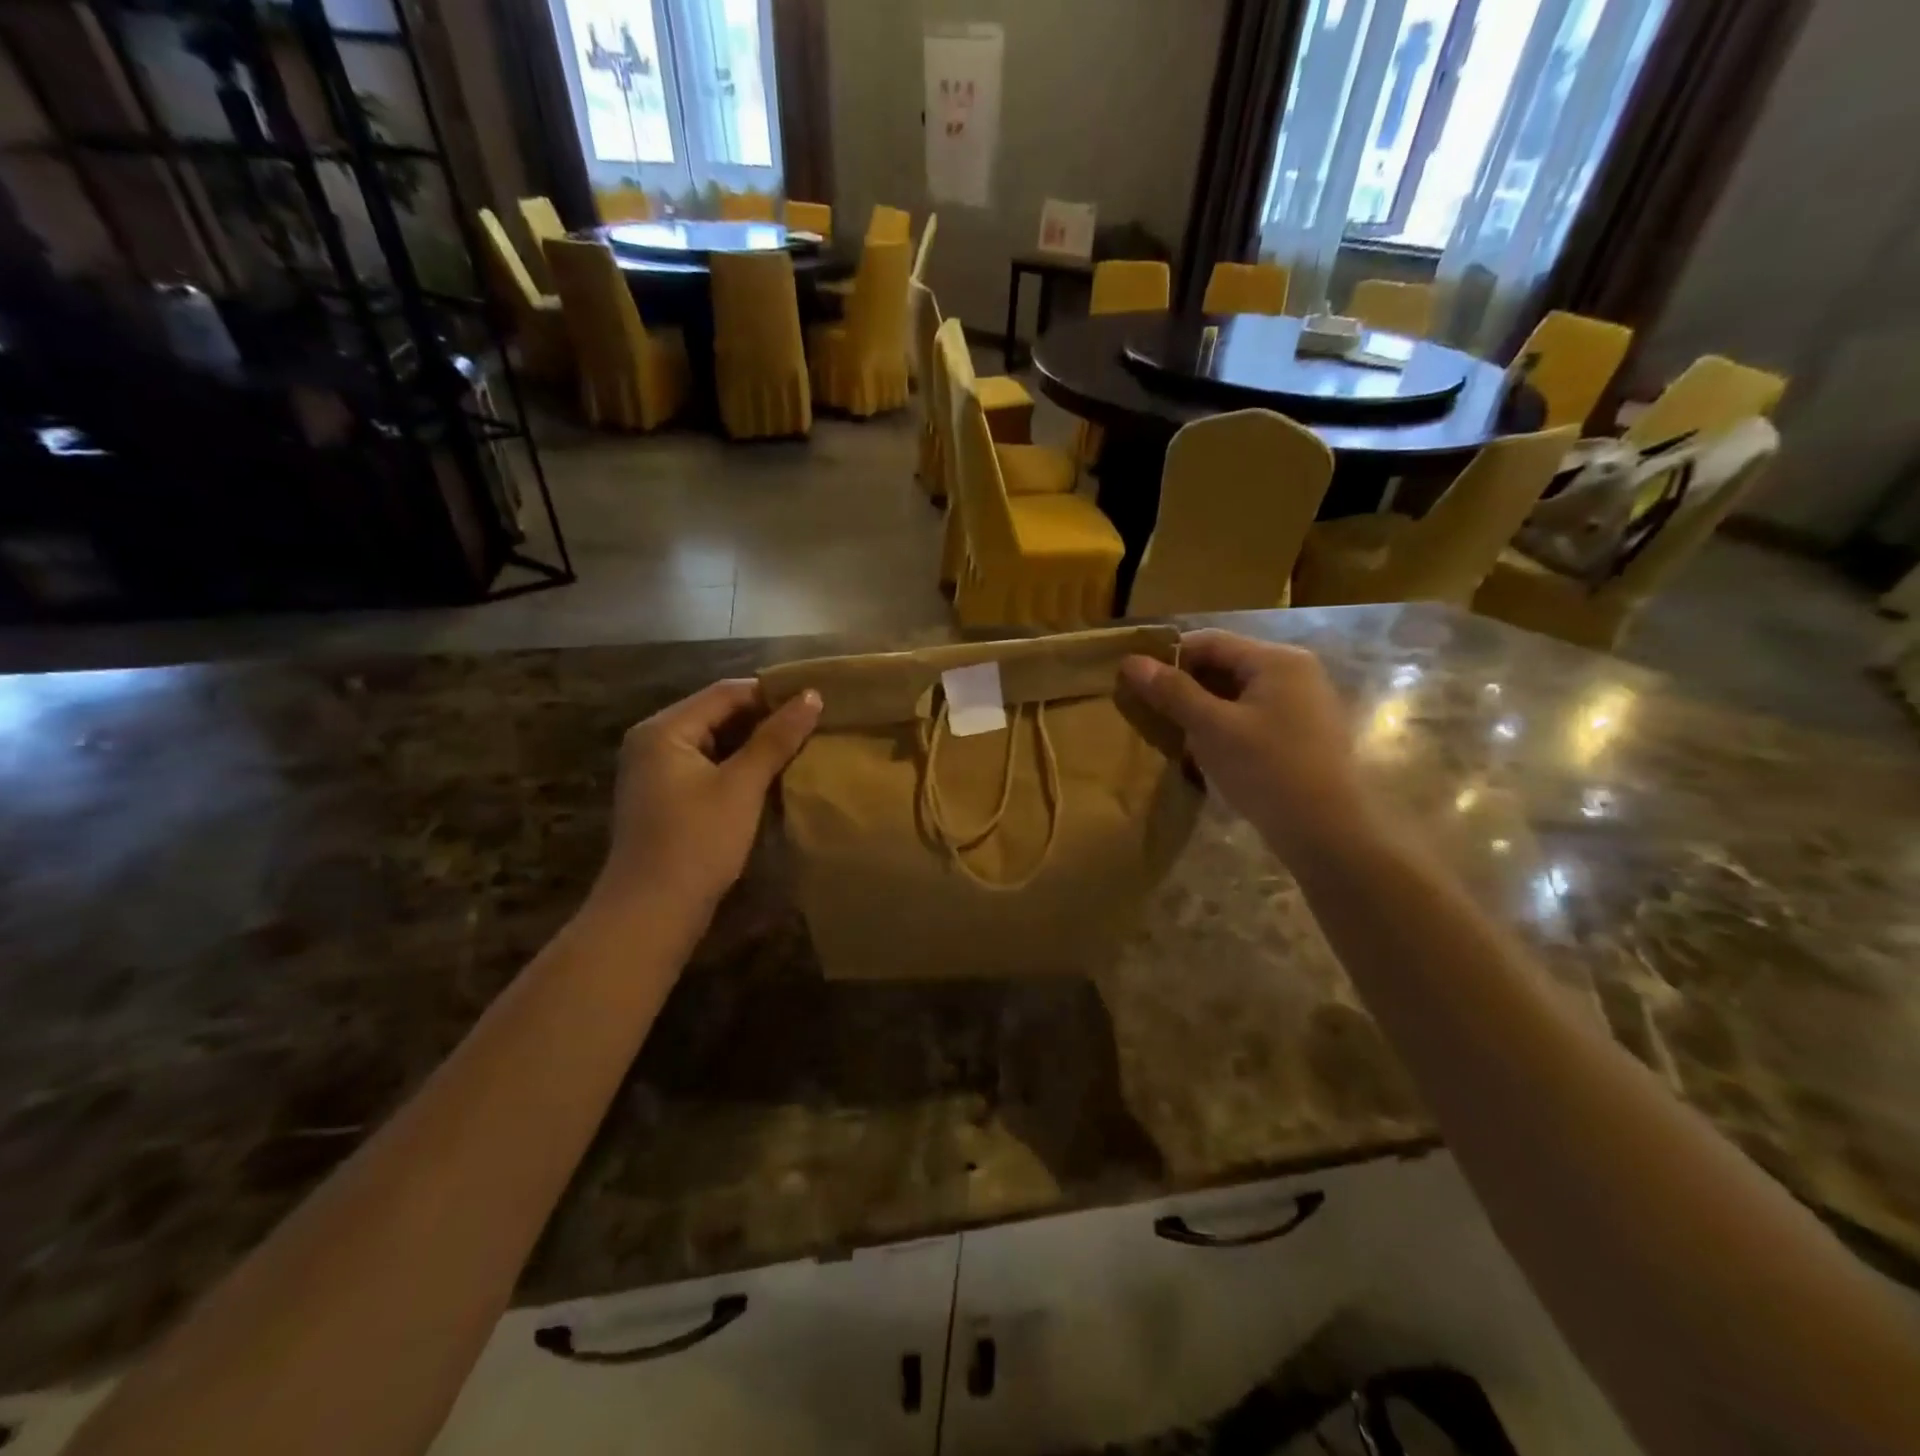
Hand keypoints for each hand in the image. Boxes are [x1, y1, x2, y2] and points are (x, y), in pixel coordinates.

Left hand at [589, 680, 821, 923]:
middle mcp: (654, 742)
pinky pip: (708, 768)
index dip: (772, 694)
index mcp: (664, 729)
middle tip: (814, 725)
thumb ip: (776, 738)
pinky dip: (739, 768)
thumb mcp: (741, 786)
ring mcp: (657, 773)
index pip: (725, 693)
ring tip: (801, 748)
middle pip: (718, 715)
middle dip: (765, 720)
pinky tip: (771, 778)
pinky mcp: (666, 799)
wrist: (650, 914)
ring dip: (755, 745)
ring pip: (715, 743)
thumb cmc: (697, 842)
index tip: (816, 702)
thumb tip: (812, 696)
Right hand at [1121, 630, 1369, 861]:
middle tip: (1147, 706)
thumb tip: (1131, 661)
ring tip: (1169, 728)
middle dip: (1184, 683)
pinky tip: (1202, 747)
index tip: (1134, 678)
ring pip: (1237, 692)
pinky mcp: (1302, 733)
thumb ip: (1172, 692)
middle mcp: (1295, 672)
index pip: (1210, 641)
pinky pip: (1252, 715)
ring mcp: (1302, 704)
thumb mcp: (1212, 729)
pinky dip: (1223, 724)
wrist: (1327, 833)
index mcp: (1277, 660)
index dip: (1168, 655)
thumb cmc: (1267, 770)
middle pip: (1226, 664)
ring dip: (1201, 706)